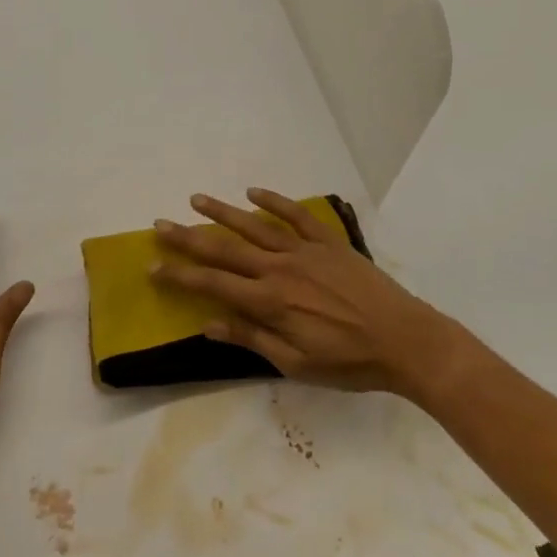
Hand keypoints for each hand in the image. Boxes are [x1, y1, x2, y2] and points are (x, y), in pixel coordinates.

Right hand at [152, 188, 468, 400]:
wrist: (404, 339)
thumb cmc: (348, 362)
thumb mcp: (295, 364)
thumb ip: (251, 338)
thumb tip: (208, 323)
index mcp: (269, 301)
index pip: (213, 284)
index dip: (180, 276)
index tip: (153, 266)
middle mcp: (279, 269)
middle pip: (225, 249)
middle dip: (189, 238)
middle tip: (160, 225)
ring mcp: (304, 250)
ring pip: (254, 225)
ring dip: (222, 212)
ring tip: (196, 199)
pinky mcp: (328, 241)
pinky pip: (295, 215)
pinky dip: (273, 201)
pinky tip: (253, 192)